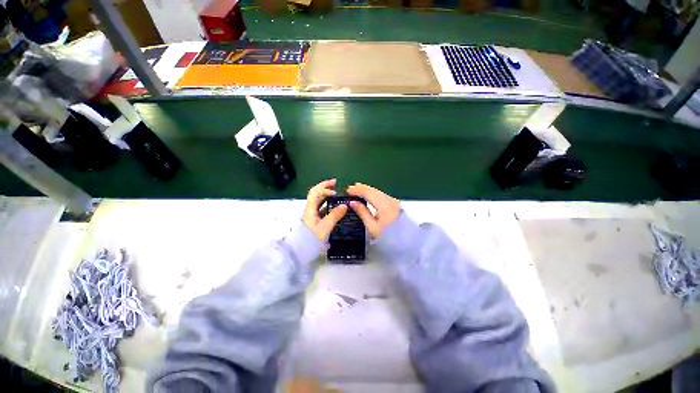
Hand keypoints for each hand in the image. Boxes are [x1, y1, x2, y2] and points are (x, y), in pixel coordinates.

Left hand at [303, 179, 347, 241]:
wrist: (300, 252)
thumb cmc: (311, 239)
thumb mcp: (325, 227)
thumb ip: (335, 215)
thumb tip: (344, 205)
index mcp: (310, 209)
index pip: (315, 192)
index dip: (325, 188)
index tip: (335, 191)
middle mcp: (310, 210)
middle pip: (316, 194)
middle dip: (325, 187)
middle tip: (335, 184)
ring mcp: (312, 215)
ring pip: (318, 201)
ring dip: (326, 195)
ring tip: (336, 194)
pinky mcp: (314, 221)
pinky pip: (321, 208)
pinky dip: (327, 204)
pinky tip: (334, 207)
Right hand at [347, 183, 400, 238]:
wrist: (407, 245)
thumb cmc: (388, 238)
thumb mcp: (372, 227)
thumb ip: (362, 213)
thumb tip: (353, 203)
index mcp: (384, 205)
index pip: (368, 192)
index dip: (357, 190)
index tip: (348, 190)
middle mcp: (390, 200)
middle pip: (374, 190)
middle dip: (362, 188)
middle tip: (352, 189)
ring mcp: (395, 202)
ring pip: (379, 192)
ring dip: (368, 191)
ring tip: (358, 191)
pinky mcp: (396, 206)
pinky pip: (382, 196)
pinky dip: (374, 195)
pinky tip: (369, 197)